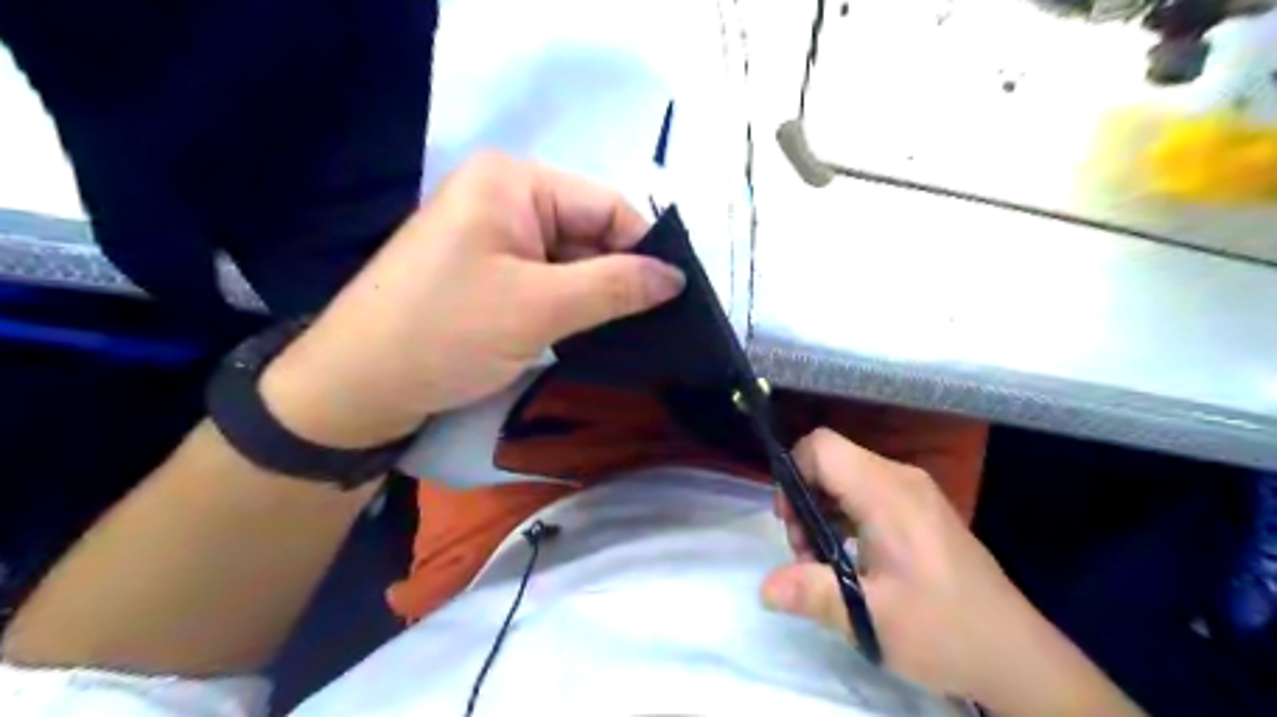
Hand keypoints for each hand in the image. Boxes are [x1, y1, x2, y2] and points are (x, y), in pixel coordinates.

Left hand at [257, 155, 688, 446]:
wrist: (355, 388)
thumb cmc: (445, 334)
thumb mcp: (539, 308)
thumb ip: (616, 286)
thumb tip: (677, 277)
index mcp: (514, 182)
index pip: (608, 206)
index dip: (645, 251)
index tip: (676, 300)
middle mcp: (506, 198)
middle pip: (590, 233)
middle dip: (620, 278)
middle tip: (657, 327)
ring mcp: (495, 237)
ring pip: (572, 262)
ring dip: (597, 297)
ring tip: (631, 335)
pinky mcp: (488, 272)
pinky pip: (547, 281)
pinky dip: (571, 307)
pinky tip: (591, 334)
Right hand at [768, 428, 1058, 701]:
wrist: (1016, 655)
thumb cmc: (943, 630)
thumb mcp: (870, 617)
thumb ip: (812, 594)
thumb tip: (763, 588)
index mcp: (887, 493)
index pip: (821, 446)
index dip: (792, 473)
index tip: (789, 522)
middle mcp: (900, 479)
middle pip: (831, 460)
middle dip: (803, 499)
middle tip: (805, 553)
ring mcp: (913, 492)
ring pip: (846, 475)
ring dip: (822, 510)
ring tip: (824, 561)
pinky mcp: (920, 508)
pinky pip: (867, 491)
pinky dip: (844, 515)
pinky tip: (851, 559)